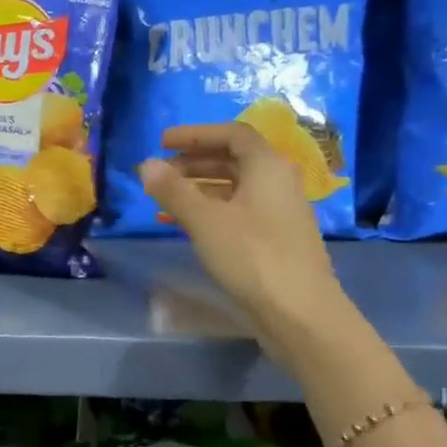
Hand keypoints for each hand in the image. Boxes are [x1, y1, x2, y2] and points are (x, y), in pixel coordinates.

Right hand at [139, 122, 346, 346]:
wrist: (300, 312)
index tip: (163, 142)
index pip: (232, 134)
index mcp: (267, 166)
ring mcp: (280, 211)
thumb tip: (146, 164)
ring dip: (202, 186)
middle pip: (234, 159)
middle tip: (161, 172)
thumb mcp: (205, 221)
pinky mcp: (277, 238)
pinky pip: (241, 210)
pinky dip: (214, 209)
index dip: (195, 134)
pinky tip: (191, 225)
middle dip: (195, 161)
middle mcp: (278, 182)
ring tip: (169, 198)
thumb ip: (174, 190)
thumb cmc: (252, 256)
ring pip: (237, 187)